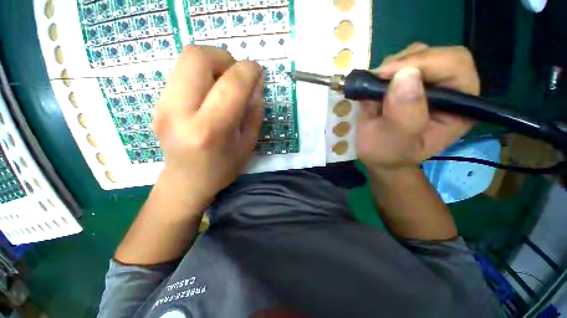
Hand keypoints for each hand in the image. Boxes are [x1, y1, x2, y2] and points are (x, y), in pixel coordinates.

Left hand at [153, 46, 263, 202]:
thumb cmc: (223, 168)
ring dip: (212, 63)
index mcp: (211, 129)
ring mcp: (162, 106)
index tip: (257, 71)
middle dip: (224, 58)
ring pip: (186, 59)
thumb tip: (256, 82)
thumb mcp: (248, 143)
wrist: (186, 181)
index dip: (249, 70)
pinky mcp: (157, 103)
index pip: (231, 85)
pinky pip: (181, 72)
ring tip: (224, 84)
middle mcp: (180, 113)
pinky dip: (201, 74)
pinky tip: (209, 93)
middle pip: (197, 57)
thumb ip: (254, 111)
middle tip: (236, 75)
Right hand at [356, 43, 479, 173]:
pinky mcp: (409, 81)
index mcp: (459, 107)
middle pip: (437, 54)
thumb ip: (405, 114)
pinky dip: (383, 71)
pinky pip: (399, 62)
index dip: (425, 63)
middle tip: (379, 79)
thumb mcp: (395, 141)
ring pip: (417, 54)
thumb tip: (405, 75)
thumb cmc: (388, 153)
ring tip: (375, 88)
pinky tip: (374, 88)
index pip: (456, 66)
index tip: (388, 75)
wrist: (376, 155)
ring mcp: (428, 83)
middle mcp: (449, 90)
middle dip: (405, 63)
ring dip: (392, 67)